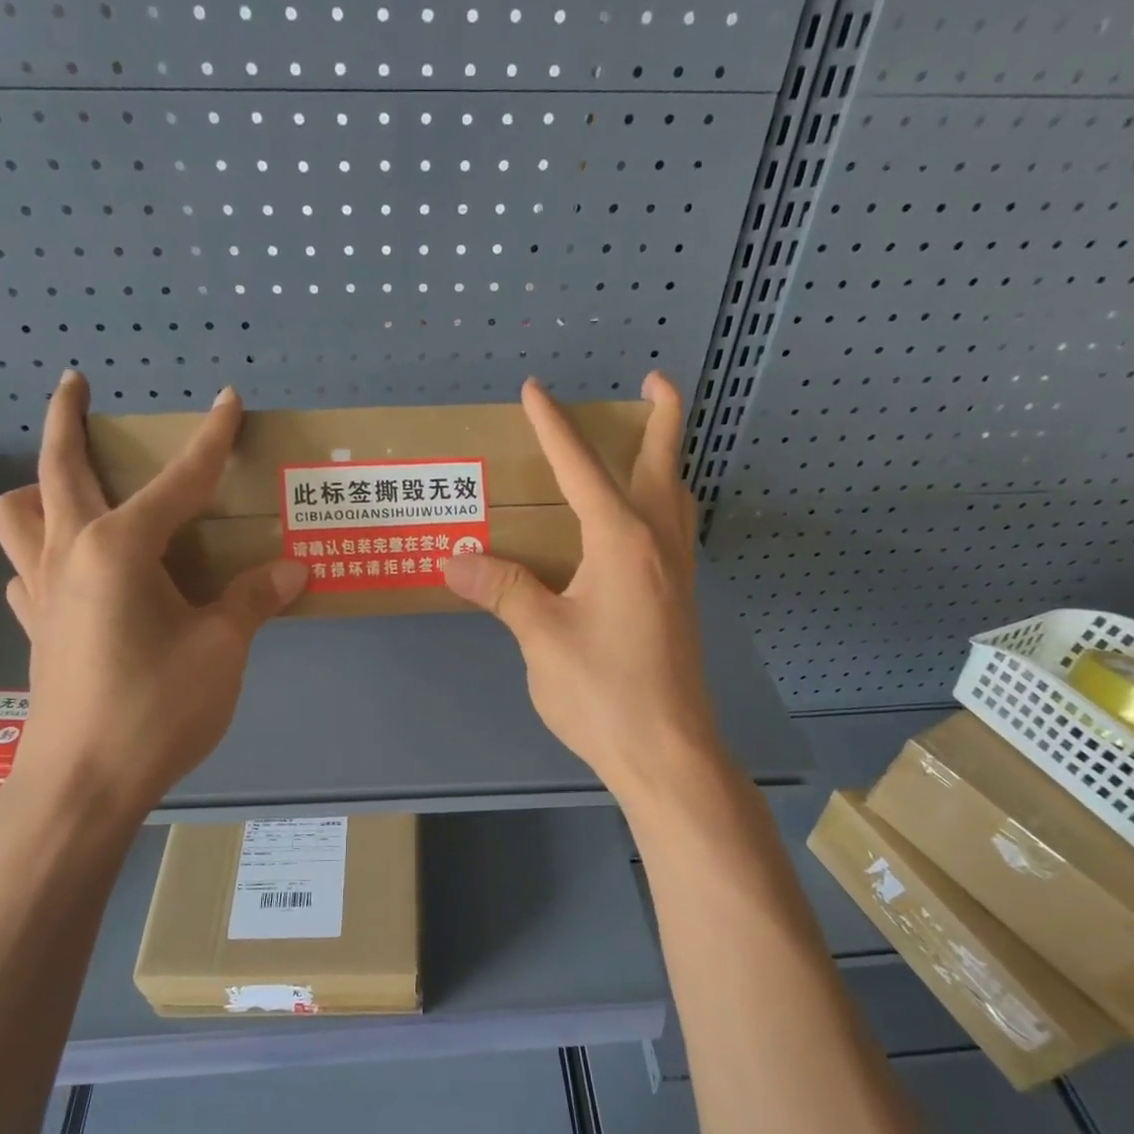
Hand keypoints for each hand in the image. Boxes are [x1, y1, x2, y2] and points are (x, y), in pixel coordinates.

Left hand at [0, 372, 306, 813]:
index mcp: (120, 549)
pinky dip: (39, 549)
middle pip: (61, 467)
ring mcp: (41, 590)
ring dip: (40, 483)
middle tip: (79, 385)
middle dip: (70, 417)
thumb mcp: (222, 651)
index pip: (178, 480)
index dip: (209, 439)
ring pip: (18, 512)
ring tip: (72, 485)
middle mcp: (70, 553)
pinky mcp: (34, 627)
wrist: (82, 784)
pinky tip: (71, 567)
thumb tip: (292, 569)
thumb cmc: (156, 710)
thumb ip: (253, 600)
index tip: (227, 399)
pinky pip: (23, 567)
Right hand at [443, 374, 722, 805]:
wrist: (667, 751)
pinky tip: (638, 527)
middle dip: (660, 417)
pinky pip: (673, 532)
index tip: (535, 390)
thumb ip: (503, 590)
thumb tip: (454, 559)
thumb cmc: (603, 691)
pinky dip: (661, 504)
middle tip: (652, 382)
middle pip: (663, 465)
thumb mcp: (542, 637)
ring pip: (677, 499)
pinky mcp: (679, 603)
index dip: (555, 427)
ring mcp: (677, 575)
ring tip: (646, 445)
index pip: (581, 468)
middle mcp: (658, 545)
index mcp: (622, 541)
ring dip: (665, 461)